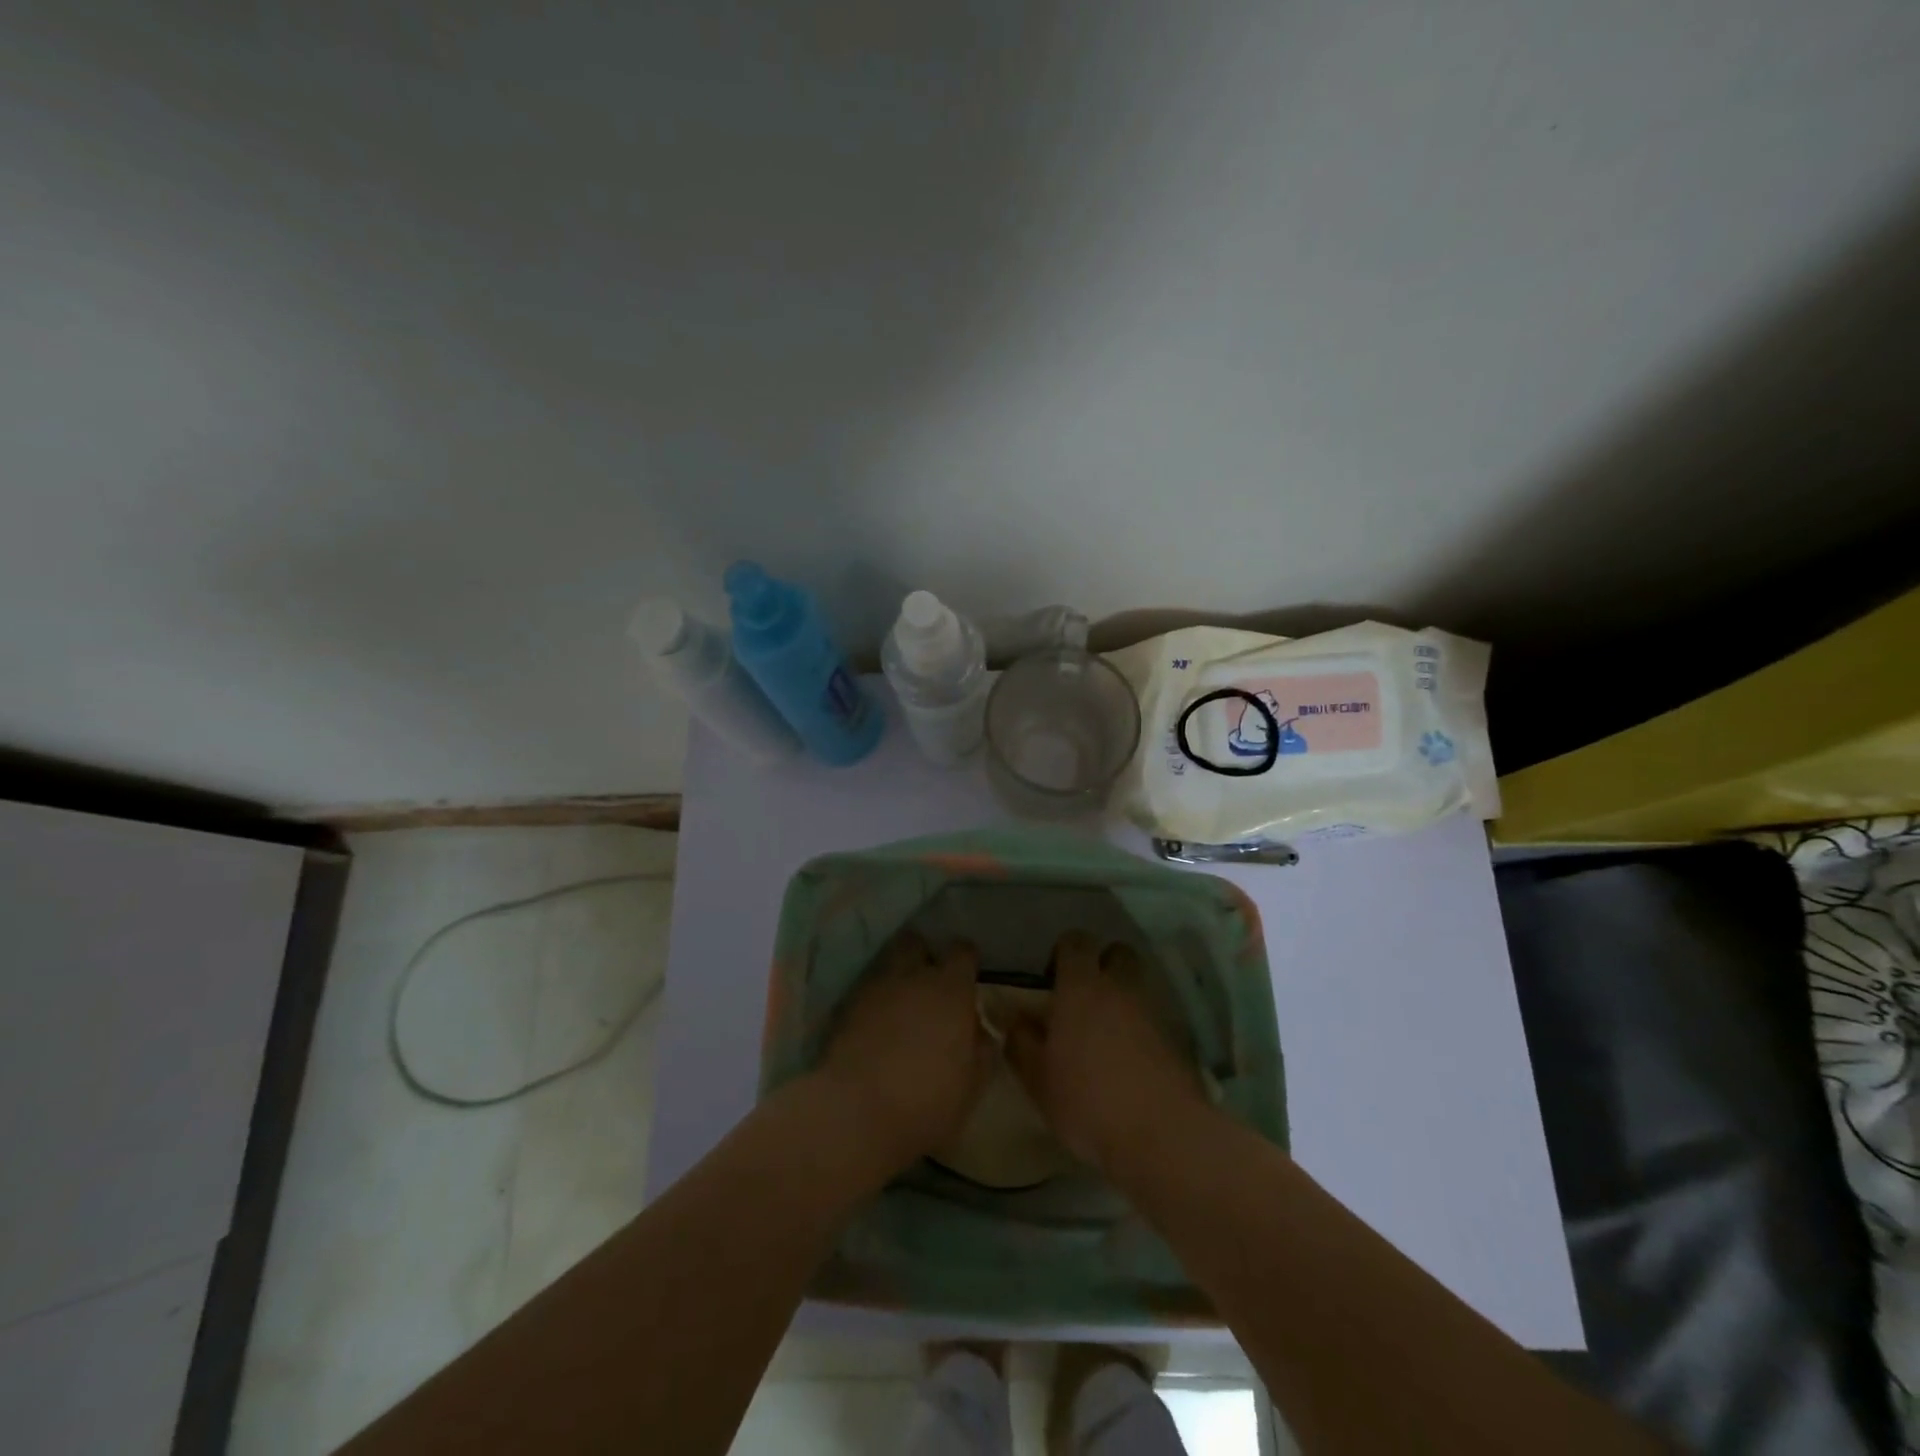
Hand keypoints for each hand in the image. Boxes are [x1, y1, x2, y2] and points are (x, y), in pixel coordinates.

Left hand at [815, 934, 991, 1179]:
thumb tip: (982, 1031)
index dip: (967, 959)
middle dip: (924, 955)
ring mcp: (875, 988)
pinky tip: (877, 1021)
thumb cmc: (926, 1102)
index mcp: (950, 990)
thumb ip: (982, 1051)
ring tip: (901, 1000)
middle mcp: (913, 977)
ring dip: (897, 974)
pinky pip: (867, 989)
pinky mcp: (846, 1006)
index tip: (969, 975)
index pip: (962, 951)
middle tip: (930, 981)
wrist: (855, 1112)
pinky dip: (874, 998)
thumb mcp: (971, 1086)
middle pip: (917, 944)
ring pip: (888, 962)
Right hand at [1005, 932, 1207, 1172]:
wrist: (1162, 1134)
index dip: (1064, 951)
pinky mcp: (1177, 1039)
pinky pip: (1155, 1018)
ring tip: (1106, 1032)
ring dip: (1123, 997)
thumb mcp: (1037, 1078)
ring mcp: (1153, 1011)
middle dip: (1103, 964)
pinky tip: (1130, 1059)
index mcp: (1082, 987)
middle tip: (1084, 996)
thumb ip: (1020, 1041)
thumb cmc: (1087, 1100)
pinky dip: (1142, 1027)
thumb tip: (1013, 1018)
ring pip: (1138, 985)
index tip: (1052, 976)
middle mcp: (1120, 988)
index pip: (1076, 941)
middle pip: (1118, 952)